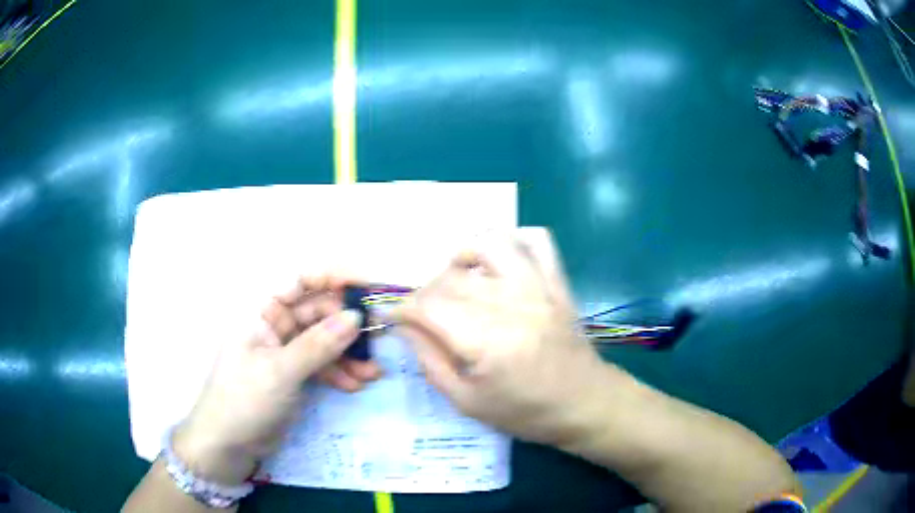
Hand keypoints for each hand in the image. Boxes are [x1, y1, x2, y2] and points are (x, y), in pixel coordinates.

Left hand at [172, 274, 379, 485]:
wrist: (228, 444)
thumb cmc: (244, 399)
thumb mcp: (281, 372)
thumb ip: (318, 345)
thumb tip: (356, 317)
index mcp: (260, 311)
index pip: (298, 281)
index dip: (332, 279)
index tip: (365, 289)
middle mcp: (273, 325)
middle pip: (316, 312)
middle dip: (346, 325)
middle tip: (376, 337)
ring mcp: (284, 350)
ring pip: (323, 341)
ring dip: (348, 354)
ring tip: (372, 372)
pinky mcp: (293, 374)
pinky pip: (321, 365)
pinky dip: (338, 373)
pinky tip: (355, 385)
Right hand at [393, 228, 609, 446]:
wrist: (584, 403)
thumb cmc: (525, 412)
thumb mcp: (467, 401)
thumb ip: (430, 361)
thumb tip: (404, 326)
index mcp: (487, 342)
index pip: (429, 306)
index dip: (402, 308)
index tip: (393, 316)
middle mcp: (512, 305)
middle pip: (451, 277)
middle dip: (426, 293)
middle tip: (425, 314)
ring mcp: (539, 287)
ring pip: (490, 243)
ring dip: (463, 256)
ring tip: (459, 279)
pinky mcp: (557, 282)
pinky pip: (537, 240)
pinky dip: (513, 241)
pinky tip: (499, 265)